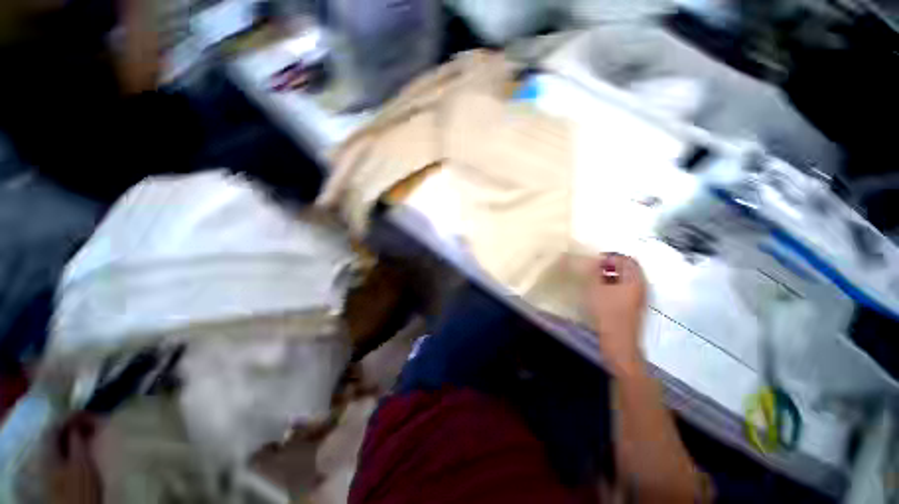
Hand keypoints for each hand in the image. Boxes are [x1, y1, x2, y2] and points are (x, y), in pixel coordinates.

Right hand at [586, 253, 647, 375]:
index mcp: (635, 279)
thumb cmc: (607, 310)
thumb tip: (593, 260)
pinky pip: (625, 288)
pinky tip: (601, 290)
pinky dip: (614, 284)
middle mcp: (641, 286)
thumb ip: (594, 271)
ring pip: (626, 279)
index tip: (595, 260)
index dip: (611, 256)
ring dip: (611, 275)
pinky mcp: (633, 306)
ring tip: (595, 278)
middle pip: (628, 269)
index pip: (627, 259)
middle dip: (611, 265)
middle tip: (595, 267)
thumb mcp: (596, 287)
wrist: (618, 338)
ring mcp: (639, 297)